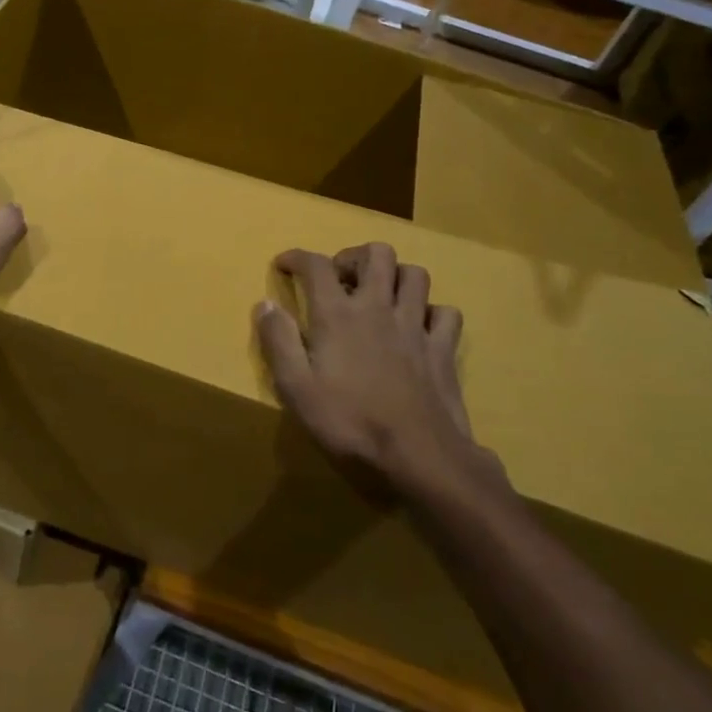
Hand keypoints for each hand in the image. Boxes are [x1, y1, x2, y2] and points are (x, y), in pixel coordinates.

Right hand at [255, 243, 498, 501]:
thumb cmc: (349, 423)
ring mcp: (416, 326)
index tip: (285, 264)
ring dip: (395, 276)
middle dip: (354, 256)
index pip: (316, 265)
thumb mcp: (296, 388)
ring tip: (379, 295)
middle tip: (339, 278)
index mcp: (338, 315)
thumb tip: (265, 304)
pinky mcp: (443, 350)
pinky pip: (446, 313)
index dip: (297, 256)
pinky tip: (418, 326)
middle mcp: (378, 308)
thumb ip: (278, 341)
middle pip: (376, 254)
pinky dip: (431, 312)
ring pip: (415, 275)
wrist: (419, 457)